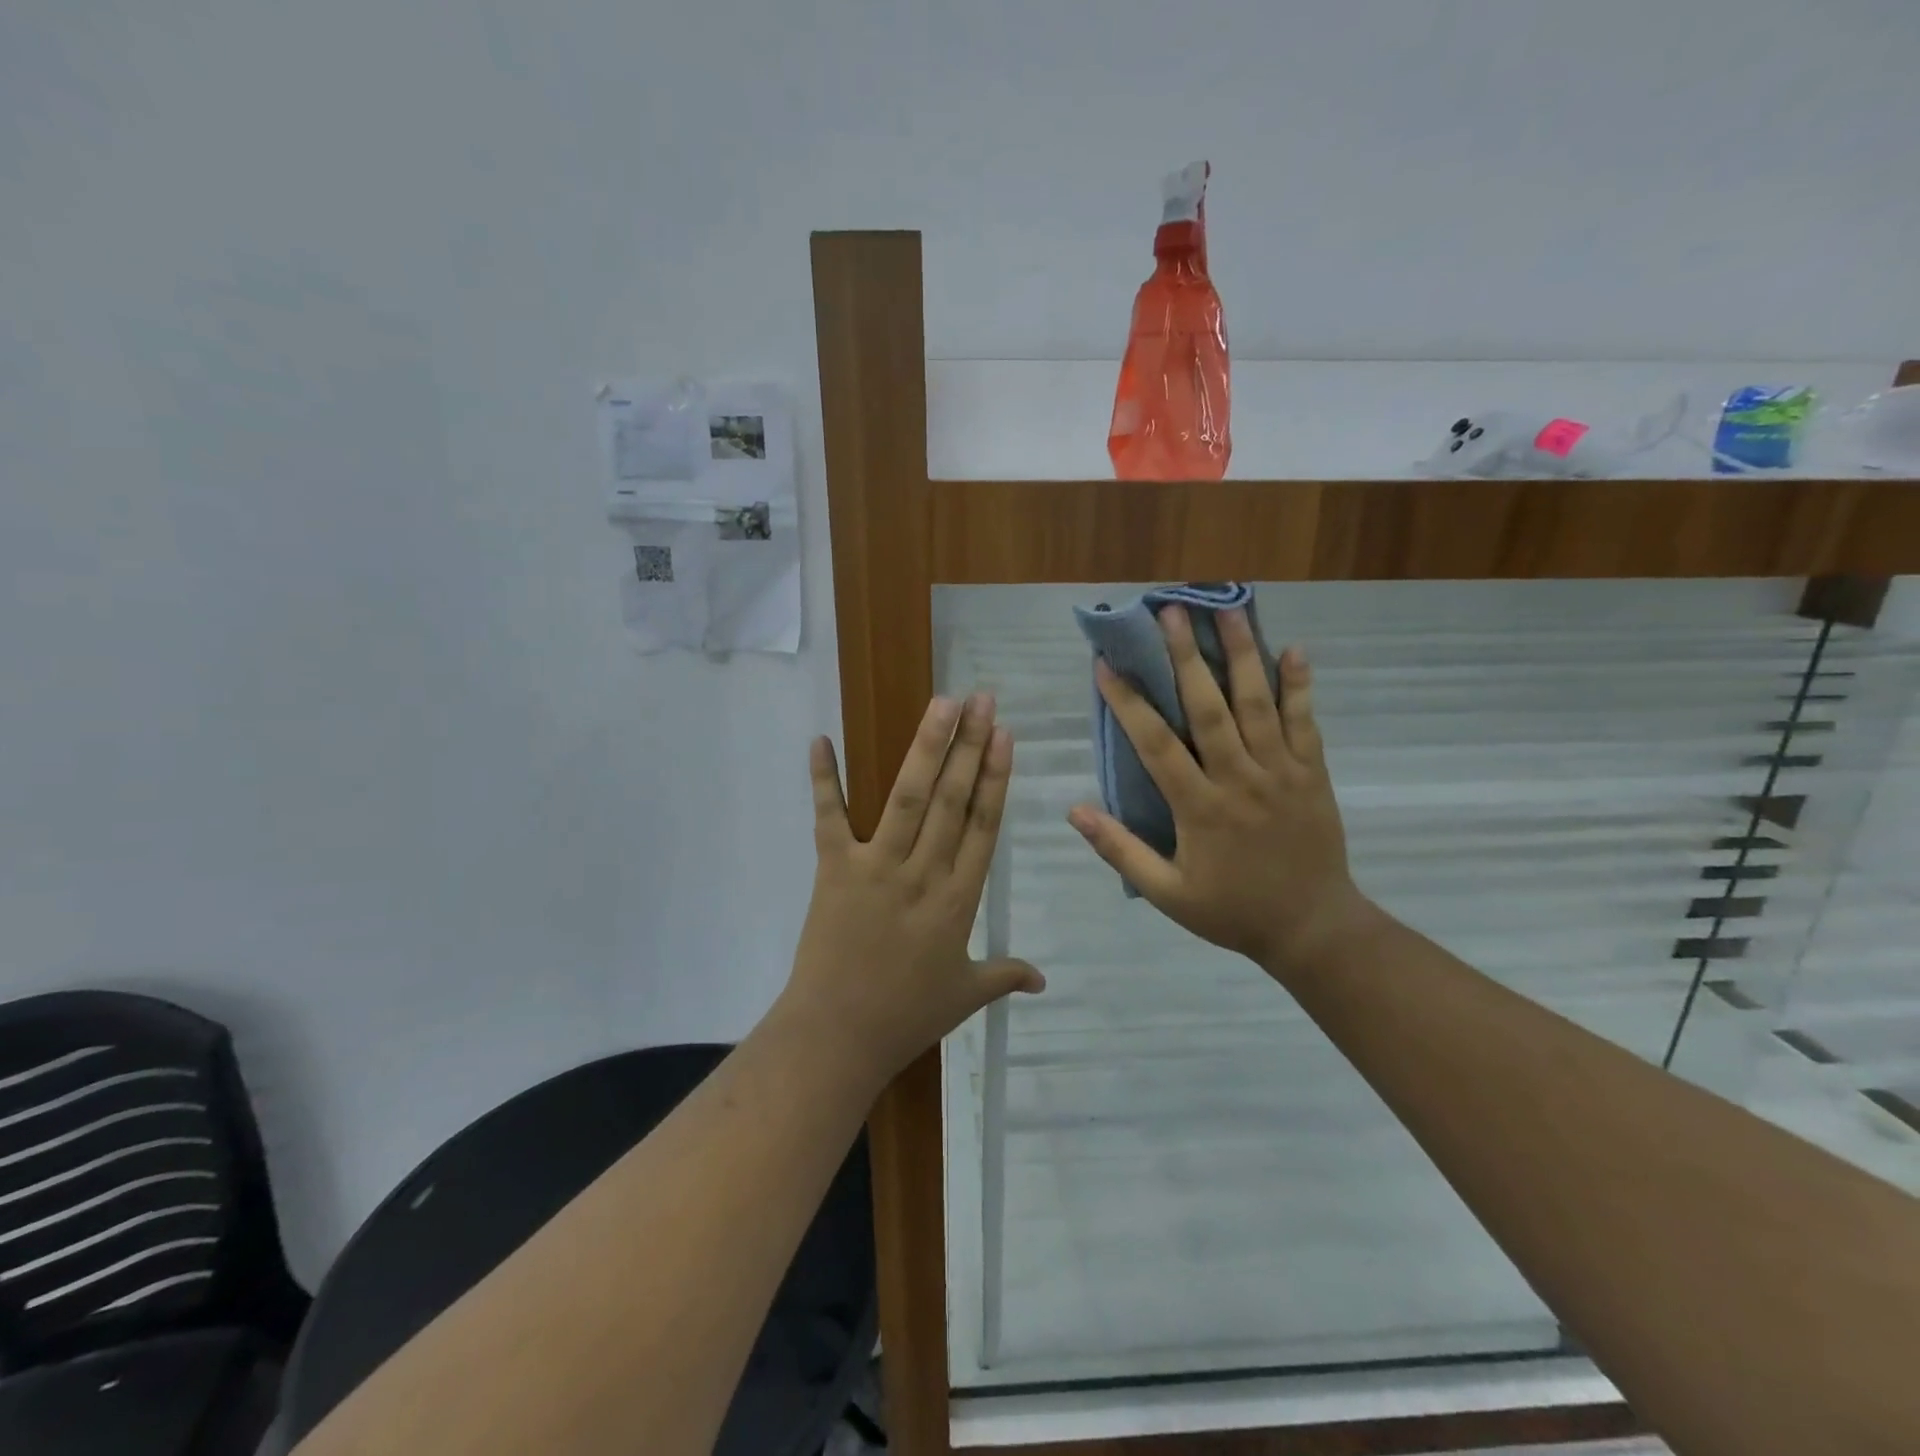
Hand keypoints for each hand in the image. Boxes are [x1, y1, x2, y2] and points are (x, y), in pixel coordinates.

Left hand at [783, 694, 1044, 1090]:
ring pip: (909, 798)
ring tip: (942, 704)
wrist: (838, 1036)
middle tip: (982, 700)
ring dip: (926, 748)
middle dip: (969, 745)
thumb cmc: (906, 1016)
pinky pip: (830, 818)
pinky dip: (824, 779)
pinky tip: (821, 740)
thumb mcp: (965, 996)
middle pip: (953, 799)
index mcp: (959, 899)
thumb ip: (1005, 976)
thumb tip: (1044, 980)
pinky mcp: (835, 870)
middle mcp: (924, 873)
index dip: (995, 777)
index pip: (984, 825)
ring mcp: (878, 867)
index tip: (1004, 736)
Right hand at [1067, 606, 1373, 977]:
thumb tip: (1074, 810)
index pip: (1155, 744)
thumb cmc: (1232, 911)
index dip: (1128, 702)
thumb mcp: (1167, 893)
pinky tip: (1293, 649)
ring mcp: (1282, 772)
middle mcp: (1239, 779)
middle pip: (1209, 707)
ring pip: (1258, 704)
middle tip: (1169, 612)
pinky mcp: (1314, 774)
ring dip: (1241, 654)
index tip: (1104, 665)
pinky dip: (1299, 686)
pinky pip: (1306, 722)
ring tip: (1228, 610)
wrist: (1313, 929)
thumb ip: (1120, 850)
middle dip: (1186, 657)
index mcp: (1199, 807)